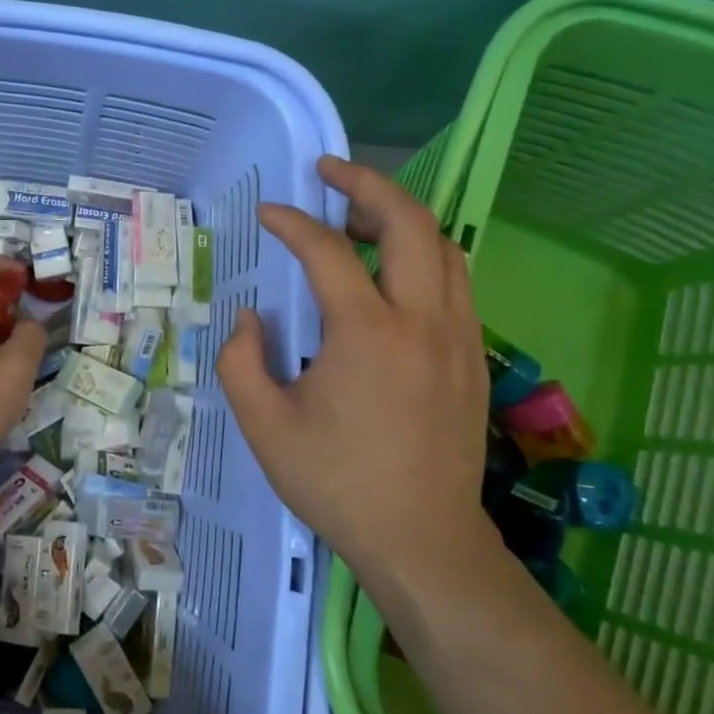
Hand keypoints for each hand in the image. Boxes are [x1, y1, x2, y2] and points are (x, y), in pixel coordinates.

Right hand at [217, 155, 491, 572]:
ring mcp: (458, 337)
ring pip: (443, 247)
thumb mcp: (264, 426)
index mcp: (366, 333)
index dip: (293, 223)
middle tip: (329, 173)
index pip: (328, 251)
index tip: (269, 214)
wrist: (423, 540)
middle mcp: (422, 321)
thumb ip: (240, 360)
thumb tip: (252, 317)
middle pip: (410, 223)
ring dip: (400, 218)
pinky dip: (422, 255)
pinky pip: (454, 281)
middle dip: (368, 184)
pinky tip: (390, 274)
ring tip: (358, 220)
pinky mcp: (473, 357)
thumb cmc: (337, 483)